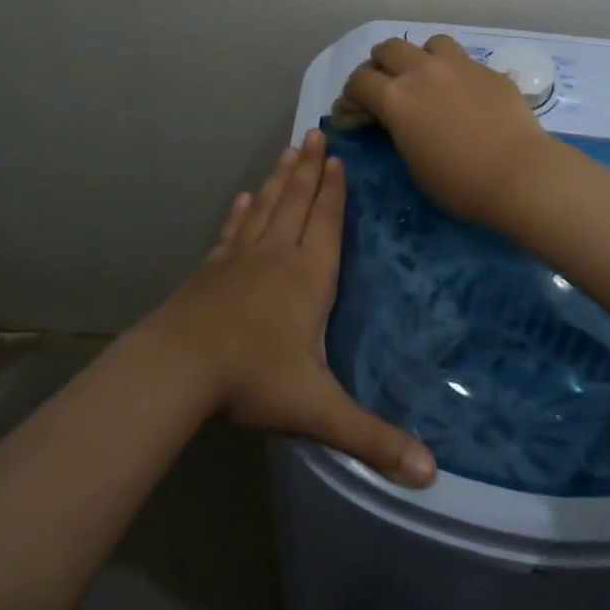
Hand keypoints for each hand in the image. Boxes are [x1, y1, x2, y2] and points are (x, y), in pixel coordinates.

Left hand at [140, 129, 436, 487]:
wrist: (178, 368)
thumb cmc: (253, 379)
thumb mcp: (318, 411)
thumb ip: (372, 438)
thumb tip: (431, 475)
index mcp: (308, 277)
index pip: (328, 223)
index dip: (335, 191)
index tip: (338, 158)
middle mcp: (277, 256)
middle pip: (298, 203)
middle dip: (311, 170)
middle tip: (316, 134)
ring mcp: (240, 258)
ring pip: (267, 208)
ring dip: (281, 179)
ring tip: (290, 150)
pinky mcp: (211, 268)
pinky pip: (233, 230)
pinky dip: (242, 211)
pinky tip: (244, 197)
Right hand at [337, 34, 559, 227]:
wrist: (519, 173)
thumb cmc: (459, 182)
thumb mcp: (413, 162)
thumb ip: (398, 130)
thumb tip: (395, 120)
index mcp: (396, 98)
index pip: (359, 81)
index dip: (350, 97)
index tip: (352, 113)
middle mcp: (423, 71)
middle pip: (389, 48)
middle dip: (380, 65)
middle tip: (384, 87)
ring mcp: (459, 66)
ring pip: (429, 42)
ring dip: (421, 57)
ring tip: (426, 78)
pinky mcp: (488, 70)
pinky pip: (464, 60)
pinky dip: (454, 71)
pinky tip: (464, 93)